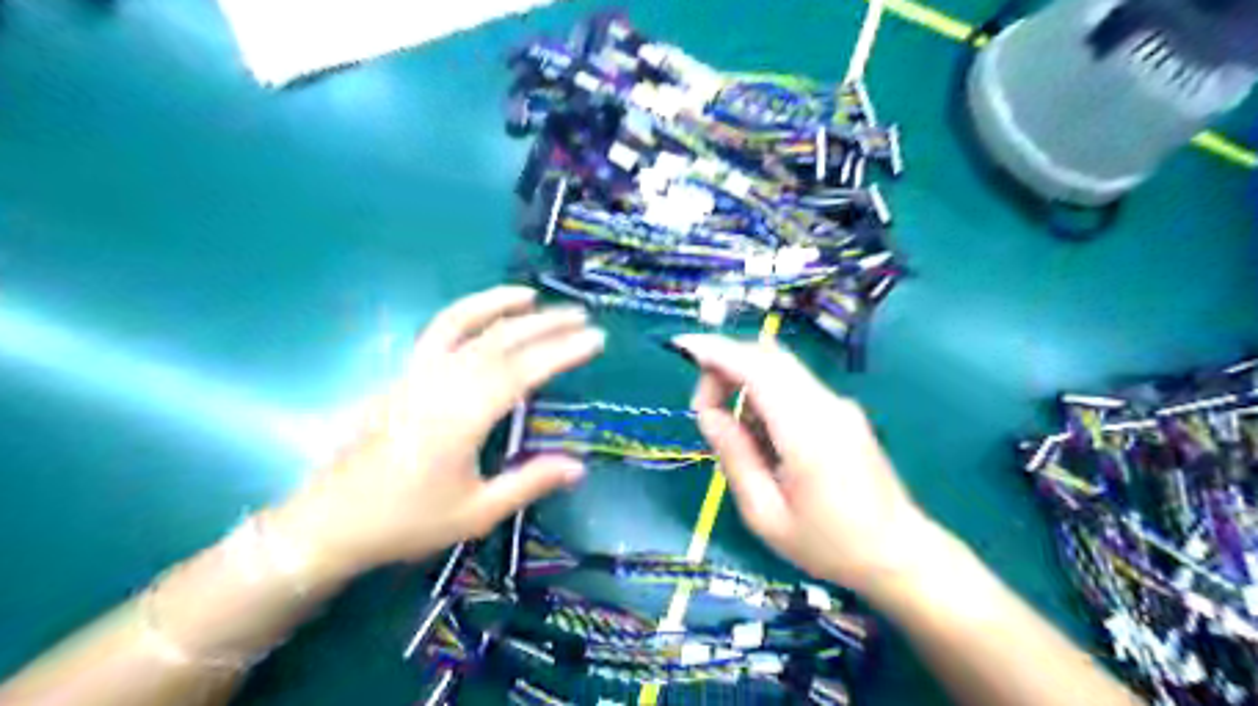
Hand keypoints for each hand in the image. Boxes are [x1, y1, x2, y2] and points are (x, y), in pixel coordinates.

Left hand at [276, 287, 609, 578]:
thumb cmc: (407, 521)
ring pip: (463, 325)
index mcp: (461, 417)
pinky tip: (484, 315)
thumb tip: (579, 466)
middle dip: (544, 324)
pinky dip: (465, 314)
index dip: (561, 352)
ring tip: (532, 296)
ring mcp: (417, 375)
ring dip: (500, 304)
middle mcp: (440, 384)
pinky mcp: (403, 376)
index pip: (522, 371)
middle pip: (499, 340)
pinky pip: (438, 333)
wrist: (331, 521)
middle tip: (581, 316)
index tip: (595, 339)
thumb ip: (529, 483)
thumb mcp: (476, 512)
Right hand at [680, 333, 932, 596]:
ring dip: (745, 379)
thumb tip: (708, 414)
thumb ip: (735, 457)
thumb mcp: (765, 515)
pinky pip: (794, 385)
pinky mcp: (842, 411)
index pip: (757, 368)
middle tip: (705, 409)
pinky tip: (763, 436)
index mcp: (807, 432)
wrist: (900, 554)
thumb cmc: (828, 545)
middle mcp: (826, 405)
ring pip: (780, 368)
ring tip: (733, 430)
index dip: (717, 351)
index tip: (682, 347)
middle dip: (726, 365)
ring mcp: (838, 405)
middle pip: (768, 357)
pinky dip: (765, 393)